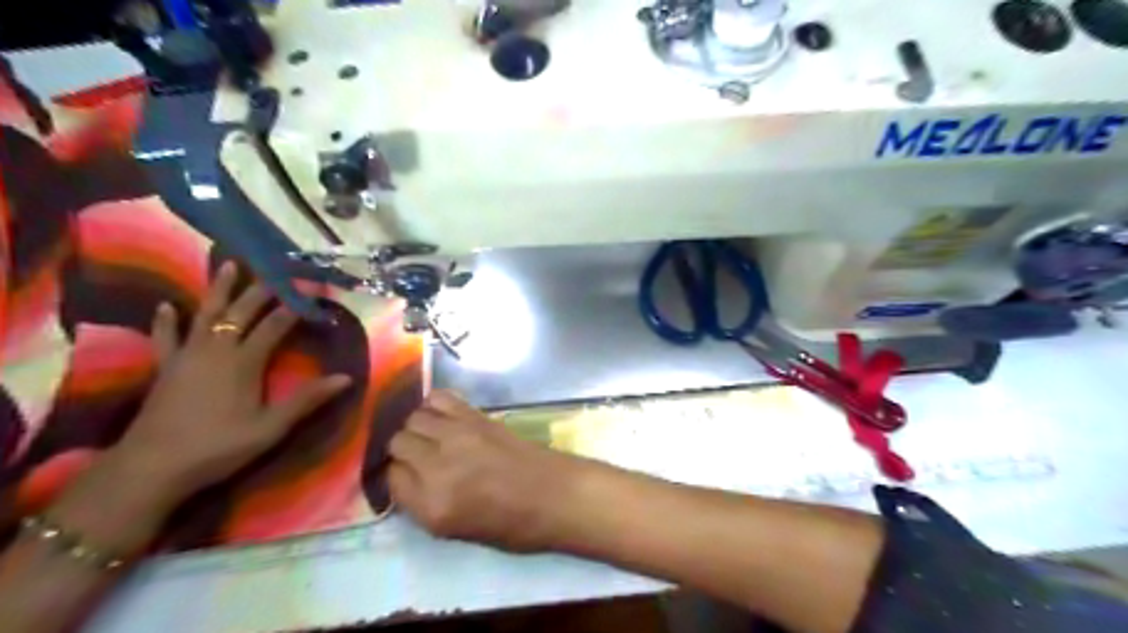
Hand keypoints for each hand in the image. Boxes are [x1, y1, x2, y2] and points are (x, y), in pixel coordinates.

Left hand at [111, 262, 351, 498]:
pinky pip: (165, 338)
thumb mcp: (271, 427)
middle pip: (241, 312)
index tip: (312, 288)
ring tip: (228, 265)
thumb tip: (346, 378)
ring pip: (205, 315)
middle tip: (276, 270)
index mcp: (244, 362)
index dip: (295, 306)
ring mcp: (187, 356)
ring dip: (218, 290)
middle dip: (261, 290)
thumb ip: (307, 400)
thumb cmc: (219, 446)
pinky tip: (167, 306)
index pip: (275, 325)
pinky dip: (166, 321)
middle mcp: (216, 350)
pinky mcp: (166, 368)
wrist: (151, 467)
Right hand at [389, 392, 585, 551]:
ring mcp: (458, 436)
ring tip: (428, 435)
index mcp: (432, 506)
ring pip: (414, 418)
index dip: (396, 476)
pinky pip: (440, 398)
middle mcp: (438, 466)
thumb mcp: (455, 530)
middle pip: (398, 442)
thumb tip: (404, 476)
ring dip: (416, 427)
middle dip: (402, 450)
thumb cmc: (511, 524)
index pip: (390, 478)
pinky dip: (433, 404)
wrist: (553, 494)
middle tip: (418, 456)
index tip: (406, 476)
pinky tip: (441, 416)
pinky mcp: (476, 416)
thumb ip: (422, 503)